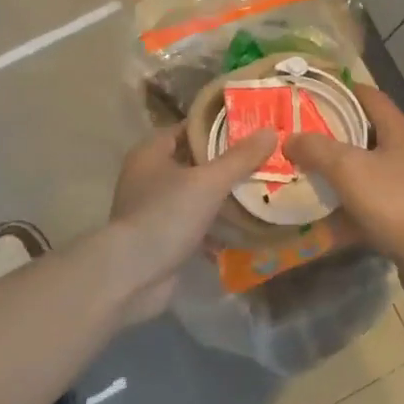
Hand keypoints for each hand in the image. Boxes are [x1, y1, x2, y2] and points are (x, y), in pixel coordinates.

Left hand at [105, 126, 278, 321]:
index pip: (190, 128)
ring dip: (224, 196)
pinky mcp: (162, 237)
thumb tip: (271, 131)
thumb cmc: (166, 216)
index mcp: (151, 152)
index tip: (252, 128)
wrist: (132, 276)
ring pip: (197, 194)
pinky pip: (195, 223)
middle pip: (195, 161)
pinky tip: (246, 228)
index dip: (220, 127)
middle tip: (264, 160)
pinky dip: (216, 225)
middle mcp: (149, 176)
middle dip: (228, 163)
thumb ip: (239, 158)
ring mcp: (154, 208)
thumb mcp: (208, 182)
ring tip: (262, 191)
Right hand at [285, 85, 403, 310]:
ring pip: (369, 169)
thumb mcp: (348, 169)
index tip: (309, 95)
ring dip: (340, 171)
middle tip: (300, 136)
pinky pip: (373, 201)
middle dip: (333, 133)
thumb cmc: (395, 203)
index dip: (340, 91)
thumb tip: (290, 139)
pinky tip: (326, 215)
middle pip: (367, 132)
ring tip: (307, 172)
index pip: (369, 96)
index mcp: (400, 131)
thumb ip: (316, 148)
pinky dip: (350, 203)